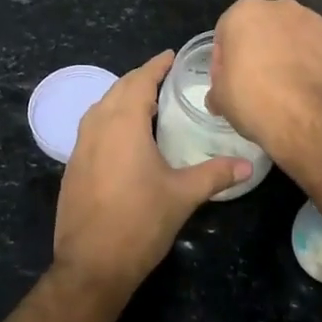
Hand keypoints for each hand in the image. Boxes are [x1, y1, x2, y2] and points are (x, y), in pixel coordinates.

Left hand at [54, 51, 250, 296]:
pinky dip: (109, 119)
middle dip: (140, 79)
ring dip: (122, 98)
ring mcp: (79, 147)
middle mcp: (97, 127)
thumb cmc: (140, 223)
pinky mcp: (72, 167)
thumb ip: (215, 174)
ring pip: (101, 107)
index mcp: (123, 124)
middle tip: (164, 77)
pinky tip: (124, 136)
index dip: (156, 66)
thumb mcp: (183, 196)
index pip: (140, 81)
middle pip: (118, 90)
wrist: (91, 265)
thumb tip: (248, 165)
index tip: (171, 56)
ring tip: (146, 102)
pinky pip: (91, 128)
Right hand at [207, 0, 321, 158]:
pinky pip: (320, 52)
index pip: (227, 30)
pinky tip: (311, 91)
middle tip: (257, 83)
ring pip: (295, 37)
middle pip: (264, 27)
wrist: (309, 119)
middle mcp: (282, 8)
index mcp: (245, 12)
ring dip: (289, 54)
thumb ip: (218, 87)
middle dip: (260, 49)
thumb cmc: (254, 100)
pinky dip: (315, 66)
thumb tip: (220, 96)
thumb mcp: (220, 98)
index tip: (228, 81)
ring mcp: (317, 23)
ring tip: (287, 88)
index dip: (224, 57)